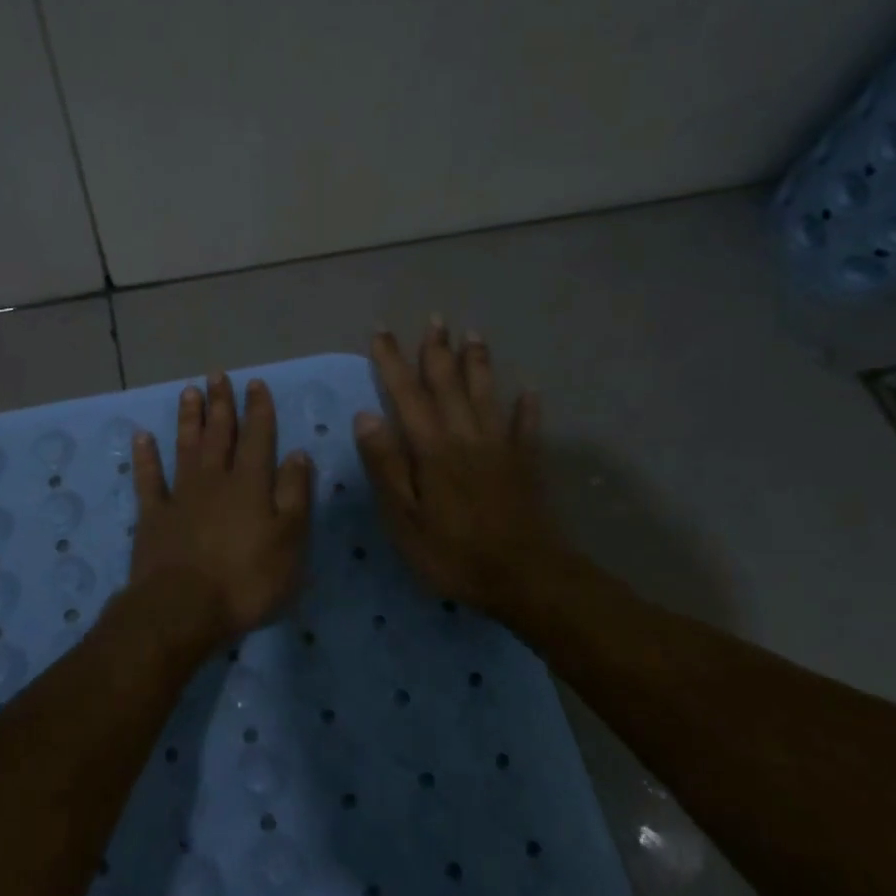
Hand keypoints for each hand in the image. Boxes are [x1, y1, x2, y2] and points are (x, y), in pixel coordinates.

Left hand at [130, 373, 314, 639]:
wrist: (183, 609)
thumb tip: (299, 453)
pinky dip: (145, 457)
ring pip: (186, 448)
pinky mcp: (153, 517)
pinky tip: (142, 437)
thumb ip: (295, 494)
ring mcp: (180, 496)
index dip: (258, 409)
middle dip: (221, 404)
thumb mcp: (290, 541)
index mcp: (250, 484)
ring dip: (189, 419)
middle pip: (219, 435)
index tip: (255, 384)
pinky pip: (149, 479)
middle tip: (218, 375)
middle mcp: (215, 480)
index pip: (258, 437)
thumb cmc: (247, 580)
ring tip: (189, 392)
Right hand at [354, 320, 566, 620]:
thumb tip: (365, 416)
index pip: (406, 394)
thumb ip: (386, 466)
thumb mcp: (404, 519)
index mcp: (432, 448)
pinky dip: (527, 408)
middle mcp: (466, 435)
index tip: (381, 331)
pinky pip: (526, 428)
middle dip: (437, 350)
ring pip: (487, 394)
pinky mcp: (526, 464)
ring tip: (474, 335)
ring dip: (478, 363)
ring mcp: (500, 447)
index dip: (391, 361)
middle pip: (449, 384)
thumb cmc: (454, 553)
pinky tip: (530, 392)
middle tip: (435, 318)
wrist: (525, 577)